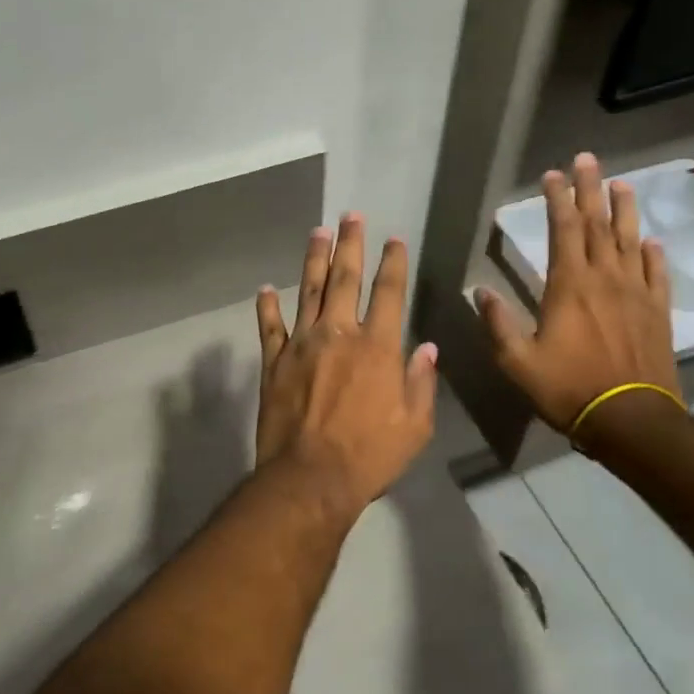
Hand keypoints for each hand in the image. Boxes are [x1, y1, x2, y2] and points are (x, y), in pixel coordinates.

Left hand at [254, 216, 438, 519]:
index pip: (389, 294)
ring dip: (313, 259)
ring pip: (307, 291)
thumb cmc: (370, 456)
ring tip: (317, 231)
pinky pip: (269, 327)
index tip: (394, 239)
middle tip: (350, 216)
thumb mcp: (414, 426)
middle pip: (345, 279)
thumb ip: (421, 382)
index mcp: (377, 348)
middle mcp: (339, 334)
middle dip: (350, 244)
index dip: (393, 263)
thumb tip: (427, 348)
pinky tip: (265, 288)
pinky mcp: (273, 362)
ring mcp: (301, 345)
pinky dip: (267, 306)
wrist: (310, 478)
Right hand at [478, 152, 680, 438]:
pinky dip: (653, 255)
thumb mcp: (517, 362)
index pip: (563, 230)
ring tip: (621, 184)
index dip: (558, 199)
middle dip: (590, 189)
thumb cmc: (568, 389)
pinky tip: (651, 242)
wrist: (631, 420)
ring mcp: (636, 294)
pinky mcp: (658, 312)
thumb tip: (480, 292)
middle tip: (588, 160)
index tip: (553, 174)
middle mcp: (605, 279)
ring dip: (624, 210)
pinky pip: (657, 275)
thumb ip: (497, 324)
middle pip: (598, 225)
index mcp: (569, 286)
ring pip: (631, 241)